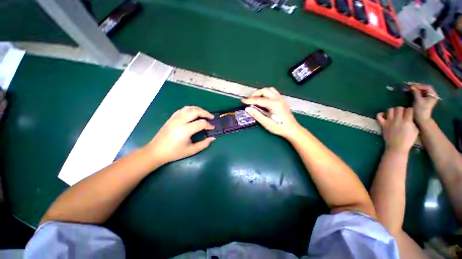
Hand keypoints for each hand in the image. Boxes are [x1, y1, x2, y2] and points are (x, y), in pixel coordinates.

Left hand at [145, 106, 215, 164]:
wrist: (156, 151)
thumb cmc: (174, 153)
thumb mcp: (191, 150)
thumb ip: (204, 144)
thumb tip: (213, 138)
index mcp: (185, 130)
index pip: (201, 123)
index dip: (209, 125)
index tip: (212, 128)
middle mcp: (180, 121)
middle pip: (195, 111)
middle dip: (205, 113)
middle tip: (211, 117)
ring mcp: (174, 118)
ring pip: (189, 108)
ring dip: (198, 109)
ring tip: (204, 114)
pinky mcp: (171, 118)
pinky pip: (182, 110)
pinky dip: (190, 109)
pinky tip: (193, 114)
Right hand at [242, 87, 300, 137]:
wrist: (292, 129)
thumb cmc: (279, 127)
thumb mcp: (266, 123)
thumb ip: (256, 115)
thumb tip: (247, 109)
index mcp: (274, 104)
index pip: (259, 100)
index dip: (249, 100)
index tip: (242, 101)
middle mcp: (278, 98)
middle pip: (264, 90)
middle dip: (255, 94)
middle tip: (249, 100)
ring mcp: (281, 98)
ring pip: (269, 90)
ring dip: (261, 93)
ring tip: (256, 99)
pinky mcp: (282, 100)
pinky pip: (273, 92)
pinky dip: (266, 94)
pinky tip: (263, 100)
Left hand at [377, 107, 418, 152]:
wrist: (396, 147)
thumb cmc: (408, 140)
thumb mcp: (415, 130)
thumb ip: (412, 122)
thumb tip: (410, 117)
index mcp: (407, 121)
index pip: (409, 109)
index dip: (410, 110)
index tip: (410, 113)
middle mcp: (397, 120)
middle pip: (399, 108)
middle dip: (402, 109)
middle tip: (402, 113)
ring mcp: (389, 122)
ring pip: (390, 110)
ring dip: (393, 110)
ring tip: (394, 114)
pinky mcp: (382, 124)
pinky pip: (378, 116)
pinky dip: (380, 114)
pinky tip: (384, 116)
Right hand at [409, 83, 438, 123]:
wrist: (421, 119)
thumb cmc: (420, 110)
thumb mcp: (418, 100)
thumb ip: (416, 92)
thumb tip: (411, 86)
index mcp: (433, 95)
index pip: (427, 87)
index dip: (419, 85)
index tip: (411, 85)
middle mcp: (432, 95)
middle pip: (425, 88)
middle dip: (417, 86)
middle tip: (409, 86)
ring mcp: (429, 98)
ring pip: (422, 90)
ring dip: (416, 89)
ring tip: (409, 88)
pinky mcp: (425, 100)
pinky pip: (421, 93)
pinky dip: (416, 92)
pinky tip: (411, 91)